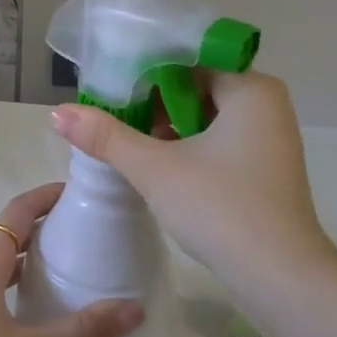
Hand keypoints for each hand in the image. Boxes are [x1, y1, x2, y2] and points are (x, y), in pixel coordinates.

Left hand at [0, 183, 143, 336]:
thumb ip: (82, 331)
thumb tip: (135, 310)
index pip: (20, 210)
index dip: (47, 196)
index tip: (76, 192)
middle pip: (10, 231)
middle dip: (44, 225)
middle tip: (81, 231)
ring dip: (28, 254)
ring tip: (64, 265)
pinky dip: (14, 279)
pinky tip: (30, 305)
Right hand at [50, 71, 336, 307]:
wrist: (280, 278)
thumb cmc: (221, 209)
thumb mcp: (155, 168)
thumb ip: (106, 136)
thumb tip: (56, 112)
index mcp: (250, 88)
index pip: (188, 58)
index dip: (145, 69)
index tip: (109, 86)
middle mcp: (266, 102)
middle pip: (196, 84)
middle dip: (153, 99)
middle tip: (111, 113)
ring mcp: (268, 136)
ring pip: (206, 113)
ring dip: (168, 124)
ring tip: (126, 138)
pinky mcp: (264, 165)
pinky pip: (218, 137)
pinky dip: (188, 143)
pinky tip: (157, 161)